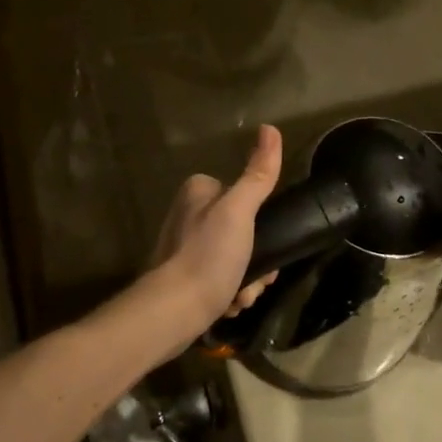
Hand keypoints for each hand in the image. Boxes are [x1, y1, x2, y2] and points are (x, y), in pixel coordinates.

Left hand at [142, 124, 282, 340]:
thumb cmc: (207, 256)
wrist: (171, 313)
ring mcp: (185, 248)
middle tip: (256, 279)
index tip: (267, 245)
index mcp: (199, 192)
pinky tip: (229, 306)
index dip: (262, 224)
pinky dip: (230, 293)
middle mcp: (189, 215)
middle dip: (256, 260)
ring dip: (248, 280)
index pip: (245, 197)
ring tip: (240, 297)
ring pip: (236, 258)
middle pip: (243, 232)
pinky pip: (220, 279)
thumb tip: (270, 127)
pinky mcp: (184, 278)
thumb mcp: (239, 211)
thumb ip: (258, 175)